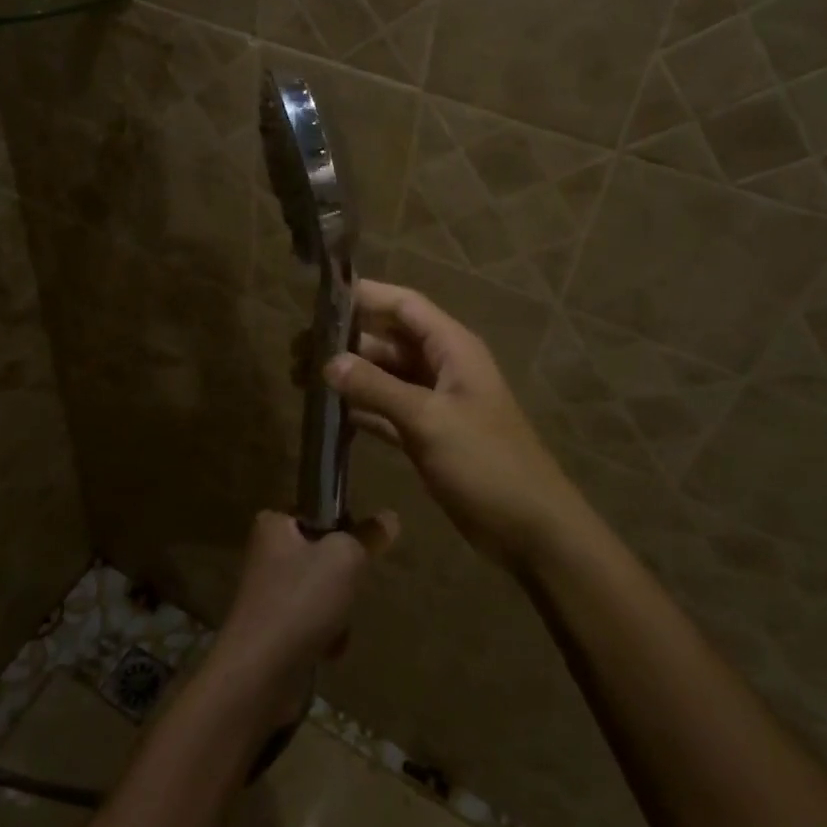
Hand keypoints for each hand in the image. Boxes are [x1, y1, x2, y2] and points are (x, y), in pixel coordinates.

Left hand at [210, 510, 396, 711]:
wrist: (260, 673)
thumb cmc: (301, 600)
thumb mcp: (345, 558)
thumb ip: (368, 536)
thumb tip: (390, 518)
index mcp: (273, 525)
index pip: (316, 511)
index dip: (343, 526)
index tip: (359, 547)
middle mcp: (266, 555)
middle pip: (322, 555)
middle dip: (343, 577)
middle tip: (350, 589)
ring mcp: (268, 594)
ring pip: (321, 592)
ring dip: (338, 611)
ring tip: (337, 626)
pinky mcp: (273, 630)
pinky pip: (312, 623)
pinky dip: (325, 635)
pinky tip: (328, 649)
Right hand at [324, 280, 587, 568]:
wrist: (529, 528)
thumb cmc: (486, 463)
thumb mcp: (429, 420)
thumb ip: (377, 388)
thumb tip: (328, 363)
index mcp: (452, 349)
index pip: (404, 306)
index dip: (365, 297)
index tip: (319, 300)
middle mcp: (441, 367)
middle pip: (387, 340)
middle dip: (345, 342)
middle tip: (296, 352)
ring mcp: (433, 403)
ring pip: (383, 376)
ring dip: (348, 377)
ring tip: (300, 379)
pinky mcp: (426, 435)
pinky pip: (385, 411)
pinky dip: (359, 409)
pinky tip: (326, 414)